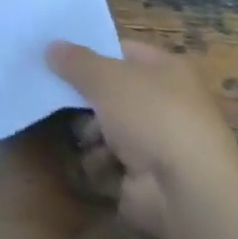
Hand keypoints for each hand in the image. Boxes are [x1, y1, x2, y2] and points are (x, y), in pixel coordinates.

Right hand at [46, 40, 237, 238]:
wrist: (187, 193)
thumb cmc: (151, 117)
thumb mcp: (105, 77)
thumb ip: (74, 60)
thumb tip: (51, 46)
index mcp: (167, 70)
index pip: (121, 51)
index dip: (89, 51)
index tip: (54, 54)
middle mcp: (165, 103)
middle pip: (109, 91)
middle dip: (84, 99)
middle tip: (55, 95)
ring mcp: (157, 143)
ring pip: (105, 127)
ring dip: (90, 133)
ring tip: (87, 137)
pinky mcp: (146, 177)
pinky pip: (109, 160)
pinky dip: (100, 163)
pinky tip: (100, 164)